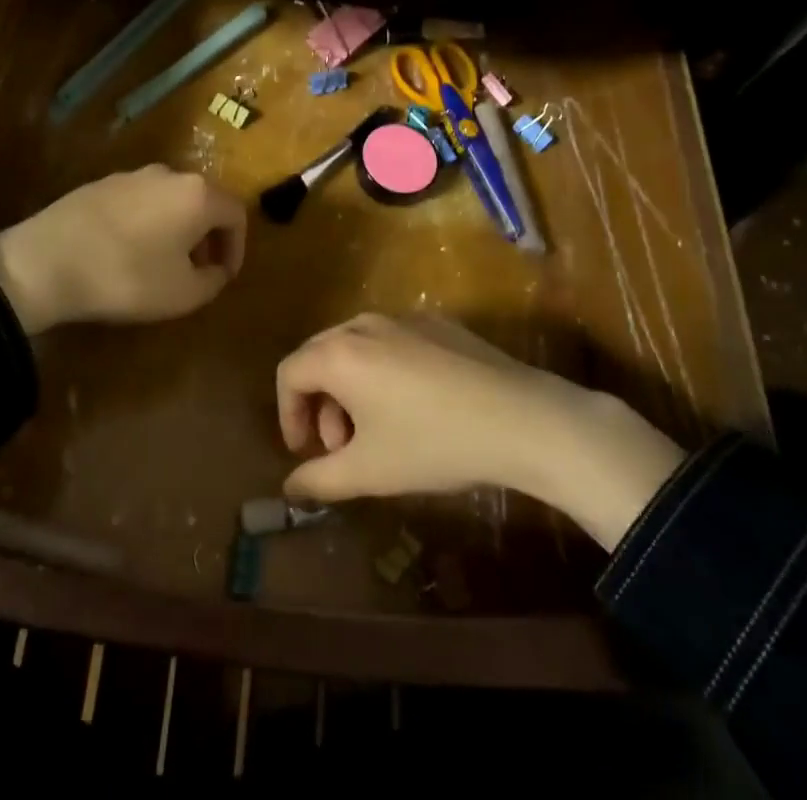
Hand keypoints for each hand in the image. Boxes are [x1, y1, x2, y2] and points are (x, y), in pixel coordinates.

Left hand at [0, 166, 245, 335]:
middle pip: (203, 201)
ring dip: (176, 228)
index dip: (237, 247)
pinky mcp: (100, 183)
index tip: (224, 276)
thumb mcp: (183, 294)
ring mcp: (131, 175)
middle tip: (198, 269)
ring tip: (162, 262)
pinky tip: (128, 250)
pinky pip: (139, 201)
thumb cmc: (126, 277)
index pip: (236, 214)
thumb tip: (216, 269)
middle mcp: (169, 174)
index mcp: (197, 195)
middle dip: (207, 236)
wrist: (45, 262)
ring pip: (170, 199)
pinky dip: (147, 222)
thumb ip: (213, 281)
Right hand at [274, 313, 684, 550]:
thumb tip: (289, 487)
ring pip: (355, 348)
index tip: (306, 452)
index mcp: (339, 353)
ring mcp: (402, 318)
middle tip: (340, 446)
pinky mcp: (435, 322)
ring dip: (350, 388)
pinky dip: (382, 371)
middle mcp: (363, 324)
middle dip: (319, 403)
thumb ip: (319, 479)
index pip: (288, 373)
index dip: (288, 414)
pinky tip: (414, 407)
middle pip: (319, 355)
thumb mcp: (370, 471)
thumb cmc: (432, 444)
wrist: (519, 417)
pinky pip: (390, 342)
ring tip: (376, 430)